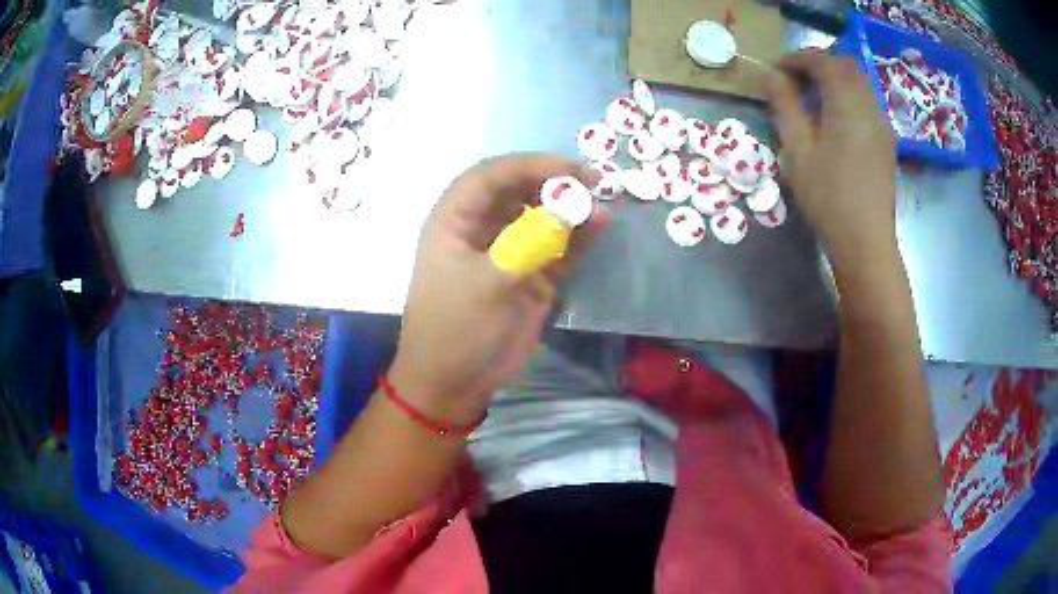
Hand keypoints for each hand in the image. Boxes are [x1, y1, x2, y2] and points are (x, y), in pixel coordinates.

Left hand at [388, 154, 603, 424]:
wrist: (455, 383)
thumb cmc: (456, 329)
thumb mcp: (488, 283)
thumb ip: (531, 243)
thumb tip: (574, 208)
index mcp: (455, 221)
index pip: (490, 176)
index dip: (528, 165)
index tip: (568, 168)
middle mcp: (481, 228)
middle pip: (519, 190)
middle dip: (554, 182)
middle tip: (593, 182)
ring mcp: (508, 251)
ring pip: (541, 216)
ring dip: (570, 209)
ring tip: (602, 205)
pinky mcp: (529, 275)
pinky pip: (556, 247)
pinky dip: (577, 238)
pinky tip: (599, 229)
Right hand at [764, 50, 897, 265]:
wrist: (866, 242)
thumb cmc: (828, 197)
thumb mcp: (797, 149)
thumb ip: (784, 105)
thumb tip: (768, 75)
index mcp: (847, 103)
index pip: (823, 60)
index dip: (797, 58)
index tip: (776, 71)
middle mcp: (869, 105)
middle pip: (846, 65)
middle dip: (818, 63)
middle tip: (795, 80)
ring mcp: (882, 124)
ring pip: (859, 82)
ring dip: (835, 79)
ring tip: (813, 98)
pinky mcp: (886, 141)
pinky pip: (867, 102)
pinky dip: (848, 96)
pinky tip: (835, 119)